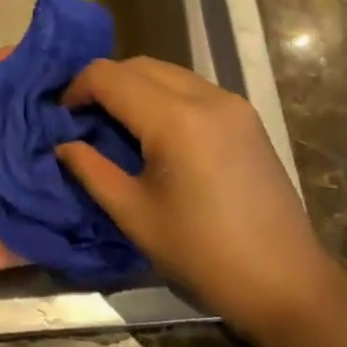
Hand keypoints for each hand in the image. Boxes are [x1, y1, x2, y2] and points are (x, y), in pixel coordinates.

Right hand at [55, 57, 336, 332]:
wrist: (284, 282)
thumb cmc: (202, 254)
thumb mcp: (134, 215)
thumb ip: (92, 171)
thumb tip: (64, 144)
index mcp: (175, 120)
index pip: (109, 76)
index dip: (77, 89)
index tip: (62, 118)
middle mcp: (207, 97)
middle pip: (139, 65)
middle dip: (104, 83)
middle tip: (84, 120)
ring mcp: (232, 103)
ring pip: (167, 72)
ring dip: (134, 87)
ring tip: (116, 125)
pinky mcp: (246, 117)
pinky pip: (192, 88)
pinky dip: (163, 96)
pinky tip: (156, 132)